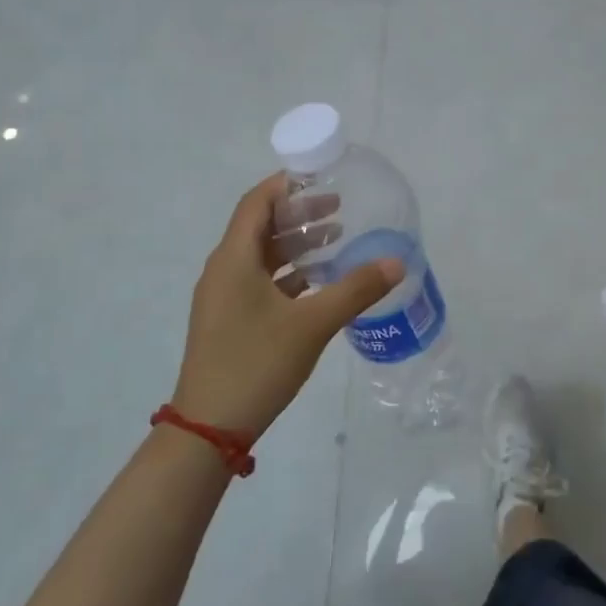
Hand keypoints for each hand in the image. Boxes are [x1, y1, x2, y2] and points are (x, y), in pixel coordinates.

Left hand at [170, 176, 401, 440]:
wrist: (209, 428)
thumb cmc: (256, 363)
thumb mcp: (312, 324)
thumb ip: (355, 290)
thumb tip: (396, 262)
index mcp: (233, 259)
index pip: (257, 203)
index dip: (286, 185)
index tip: (322, 177)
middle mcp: (224, 270)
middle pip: (261, 227)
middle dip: (300, 215)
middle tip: (340, 209)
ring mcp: (225, 298)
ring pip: (262, 256)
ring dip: (297, 245)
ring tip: (337, 240)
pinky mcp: (230, 321)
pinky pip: (261, 282)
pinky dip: (290, 274)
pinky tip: (320, 283)